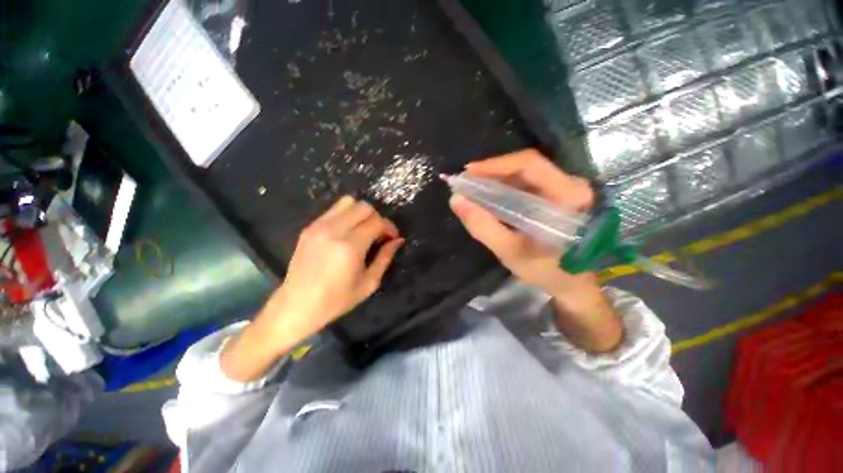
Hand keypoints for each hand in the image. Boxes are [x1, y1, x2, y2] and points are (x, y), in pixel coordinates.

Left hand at [221, 196, 402, 380]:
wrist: (296, 305)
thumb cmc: (336, 300)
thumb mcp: (368, 283)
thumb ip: (385, 258)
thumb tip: (398, 241)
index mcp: (350, 247)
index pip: (377, 222)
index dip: (389, 227)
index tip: (392, 237)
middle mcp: (334, 230)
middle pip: (364, 207)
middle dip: (377, 217)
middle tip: (379, 234)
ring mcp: (319, 226)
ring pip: (348, 202)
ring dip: (361, 212)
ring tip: (364, 229)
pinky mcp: (309, 227)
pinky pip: (333, 210)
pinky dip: (346, 215)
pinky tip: (347, 232)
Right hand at [450, 149, 622, 351]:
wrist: (573, 285)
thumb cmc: (547, 270)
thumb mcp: (510, 251)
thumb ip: (483, 226)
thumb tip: (456, 200)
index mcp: (568, 195)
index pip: (529, 164)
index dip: (495, 165)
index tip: (468, 173)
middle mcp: (571, 185)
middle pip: (526, 166)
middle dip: (492, 172)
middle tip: (466, 181)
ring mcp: (565, 189)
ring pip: (525, 174)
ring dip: (496, 179)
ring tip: (472, 188)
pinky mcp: (557, 197)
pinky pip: (527, 184)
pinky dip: (504, 188)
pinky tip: (488, 196)